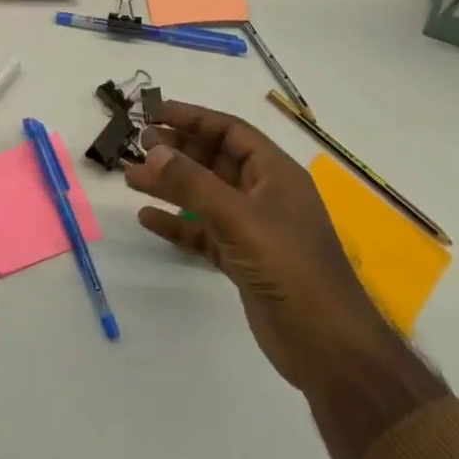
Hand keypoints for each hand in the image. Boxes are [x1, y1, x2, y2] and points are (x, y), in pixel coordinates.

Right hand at [124, 102, 402, 398]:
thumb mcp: (239, 218)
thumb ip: (193, 183)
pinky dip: (177, 223)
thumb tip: (154, 151)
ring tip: (131, 178)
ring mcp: (253, 229)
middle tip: (138, 144)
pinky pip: (203, 231)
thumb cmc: (290, 267)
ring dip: (170, 185)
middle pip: (215, 160)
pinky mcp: (242, 260)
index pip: (230, 131)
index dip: (193, 118)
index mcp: (275, 173)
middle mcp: (264, 195)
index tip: (154, 112)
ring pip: (205, 196)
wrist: (328, 346)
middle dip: (177, 150)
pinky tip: (147, 219)